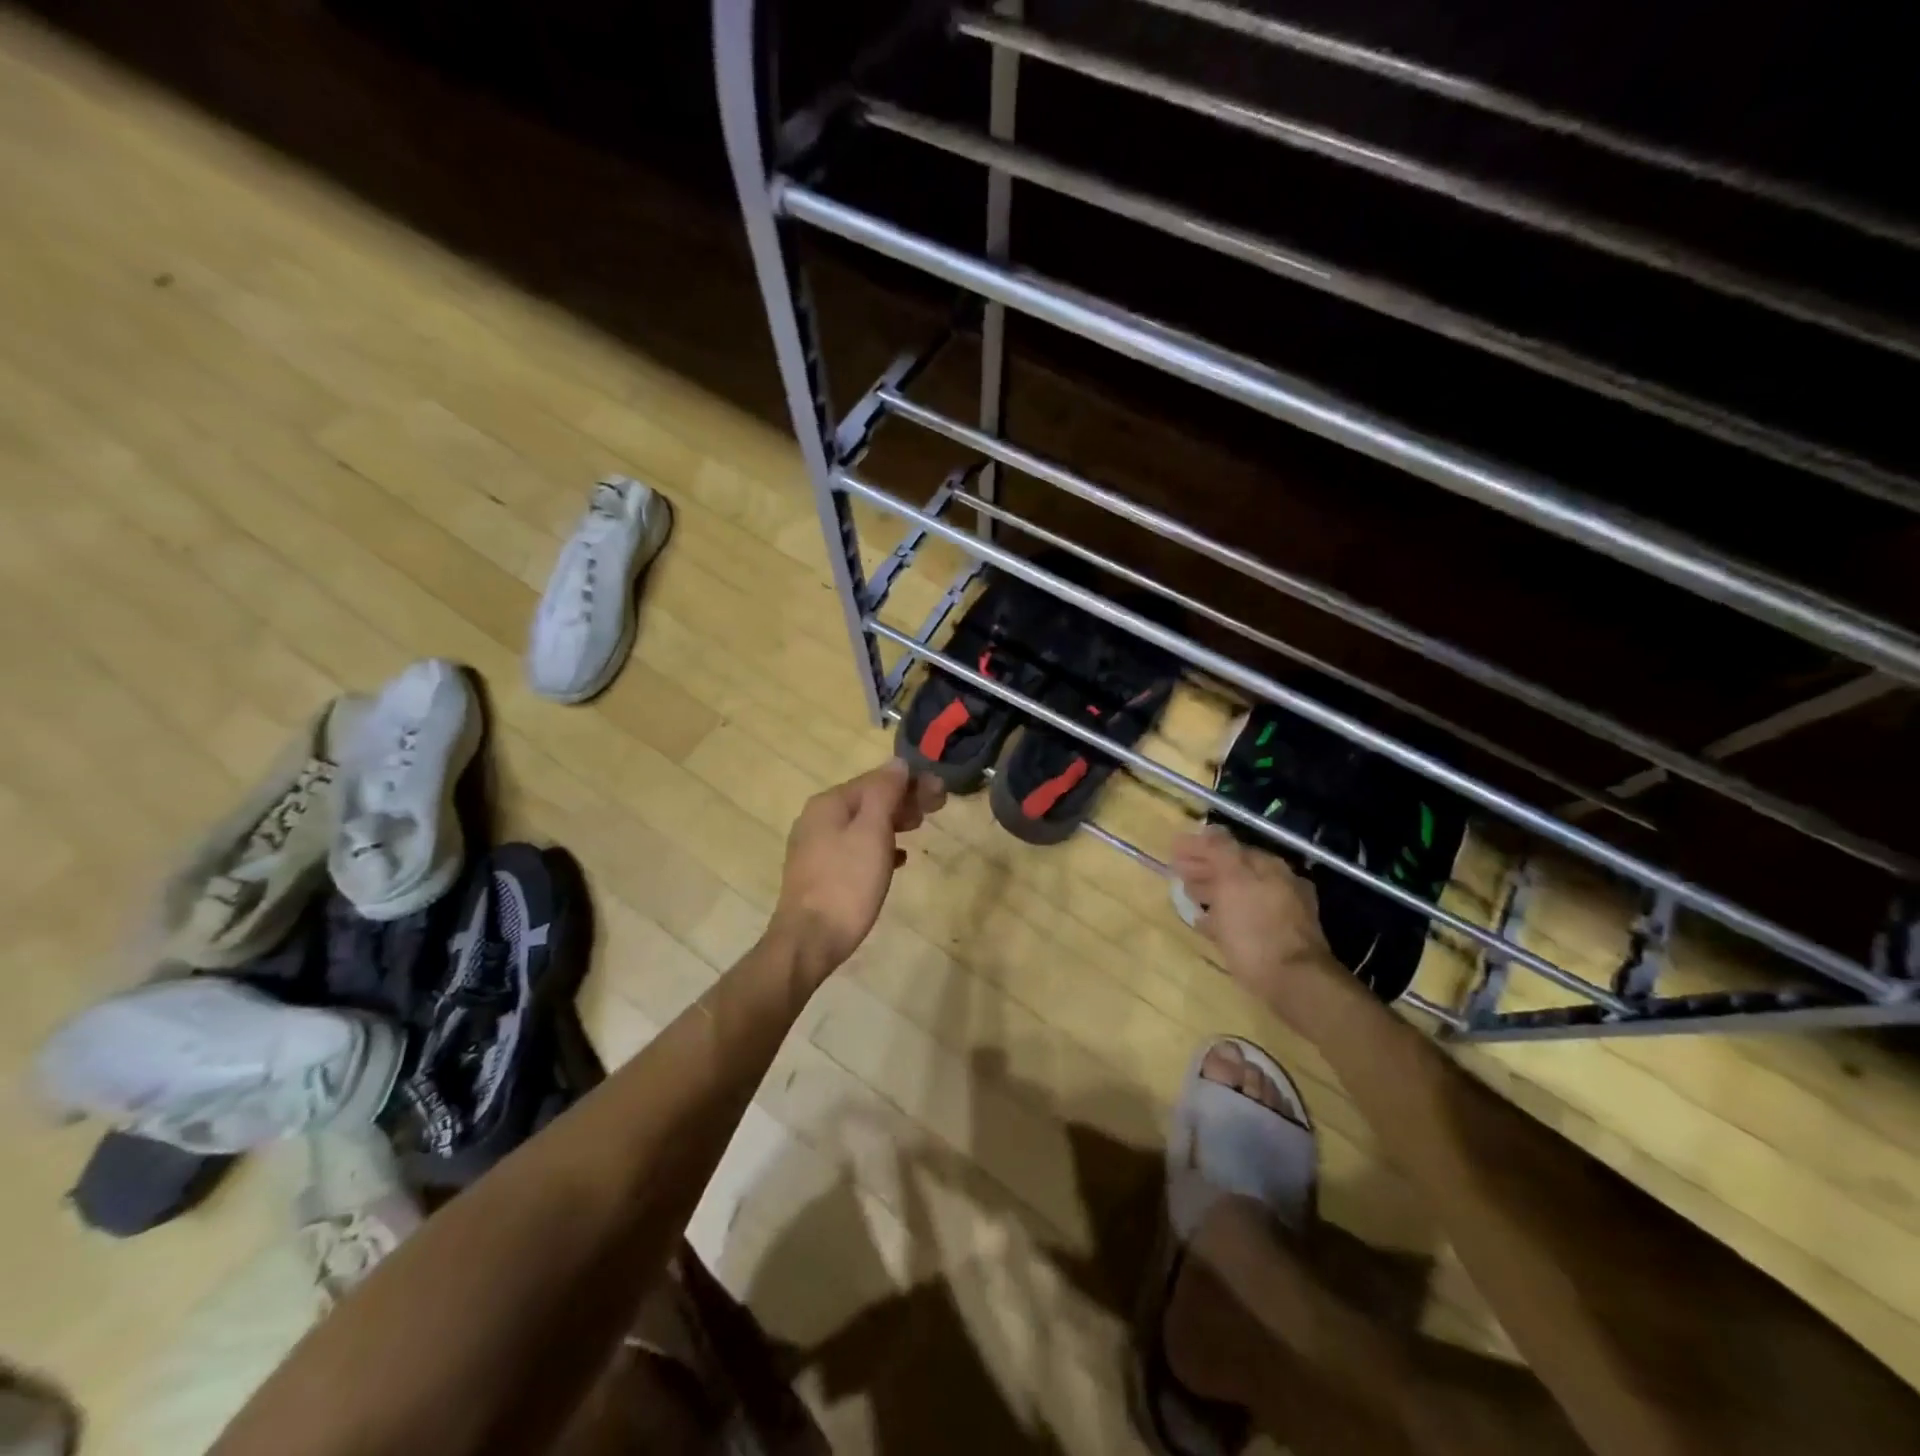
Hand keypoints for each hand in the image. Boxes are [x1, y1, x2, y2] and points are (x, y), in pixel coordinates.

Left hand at [771, 758, 945, 981]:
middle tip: (934, 810)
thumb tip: (898, 763)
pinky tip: (897, 859)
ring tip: (918, 829)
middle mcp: (817, 818)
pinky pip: (854, 849)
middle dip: (902, 801)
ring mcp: (815, 847)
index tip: (941, 792)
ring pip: (861, 824)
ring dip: (892, 822)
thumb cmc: (847, 883)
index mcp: (829, 803)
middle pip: (867, 800)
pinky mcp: (819, 873)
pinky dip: (878, 847)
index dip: (910, 782)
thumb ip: (885, 793)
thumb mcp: (872, 832)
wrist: (810, 940)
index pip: (876, 779)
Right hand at [1171, 827, 1344, 1022]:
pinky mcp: (1278, 940)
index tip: (1172, 851)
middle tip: (1177, 873)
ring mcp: (1282, 913)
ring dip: (1213, 892)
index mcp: (1268, 867)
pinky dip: (1224, 916)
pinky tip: (1208, 925)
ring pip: (1239, 895)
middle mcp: (1279, 884)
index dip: (1199, 848)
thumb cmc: (1256, 929)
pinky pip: (1244, 918)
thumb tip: (1209, 828)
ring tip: (1189, 897)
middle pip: (1234, 870)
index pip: (1228, 847)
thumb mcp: (1233, 882)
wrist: (1294, 983)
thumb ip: (1220, 851)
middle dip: (1205, 869)